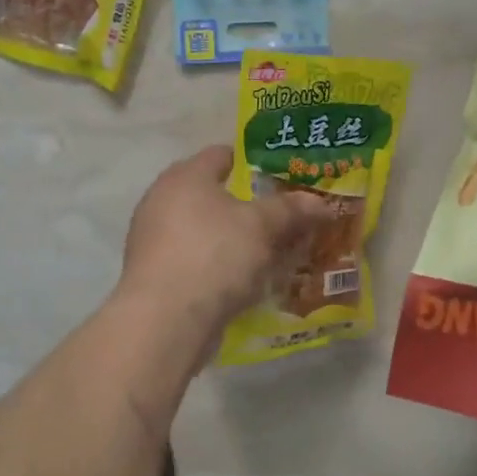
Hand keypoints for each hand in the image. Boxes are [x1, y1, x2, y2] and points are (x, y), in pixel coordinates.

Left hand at [119, 145, 330, 331]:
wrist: (166, 321)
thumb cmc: (214, 254)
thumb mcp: (262, 226)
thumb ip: (291, 209)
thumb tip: (320, 202)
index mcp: (185, 176)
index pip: (222, 154)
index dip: (254, 161)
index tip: (284, 174)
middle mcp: (163, 201)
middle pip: (216, 196)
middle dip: (251, 207)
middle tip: (287, 216)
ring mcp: (156, 241)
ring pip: (209, 233)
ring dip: (239, 241)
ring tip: (276, 252)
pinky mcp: (158, 277)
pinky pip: (200, 262)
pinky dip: (224, 267)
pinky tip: (251, 282)